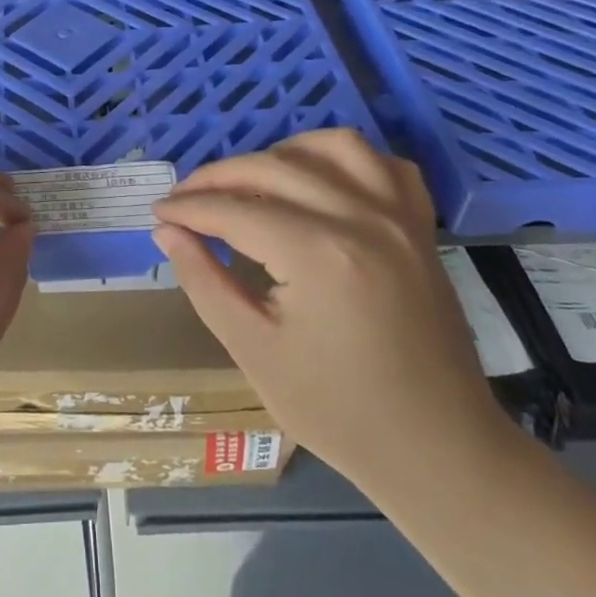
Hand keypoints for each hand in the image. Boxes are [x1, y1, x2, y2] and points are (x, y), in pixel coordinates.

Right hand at [151, 129, 503, 491]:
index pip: (233, 210)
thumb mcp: (253, 351)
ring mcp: (399, 218)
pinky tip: (320, 181)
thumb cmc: (337, 411)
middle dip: (217, 177)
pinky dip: (346, 160)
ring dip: (282, 153)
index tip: (157, 214)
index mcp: (318, 255)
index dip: (187, 209)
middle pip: (273, 167)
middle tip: (183, 199)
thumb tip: (167, 232)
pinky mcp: (420, 229)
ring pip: (334, 147)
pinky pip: (386, 166)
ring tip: (250, 181)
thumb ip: (204, 281)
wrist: (437, 450)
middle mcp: (361, 219)